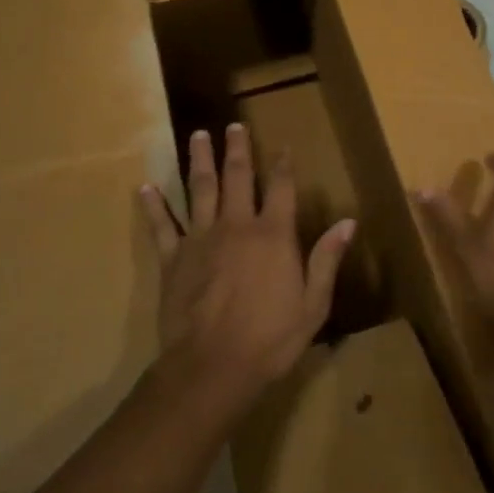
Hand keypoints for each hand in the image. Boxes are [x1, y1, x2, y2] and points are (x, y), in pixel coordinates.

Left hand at [141, 124, 353, 421]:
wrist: (212, 367)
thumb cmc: (270, 338)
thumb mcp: (313, 304)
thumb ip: (326, 259)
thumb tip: (348, 222)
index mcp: (273, 235)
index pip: (281, 188)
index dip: (283, 165)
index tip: (284, 147)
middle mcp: (236, 226)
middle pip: (237, 177)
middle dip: (236, 149)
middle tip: (232, 126)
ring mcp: (200, 239)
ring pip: (199, 190)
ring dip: (199, 161)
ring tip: (197, 136)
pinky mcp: (173, 258)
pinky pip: (161, 226)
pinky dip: (153, 205)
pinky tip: (145, 187)